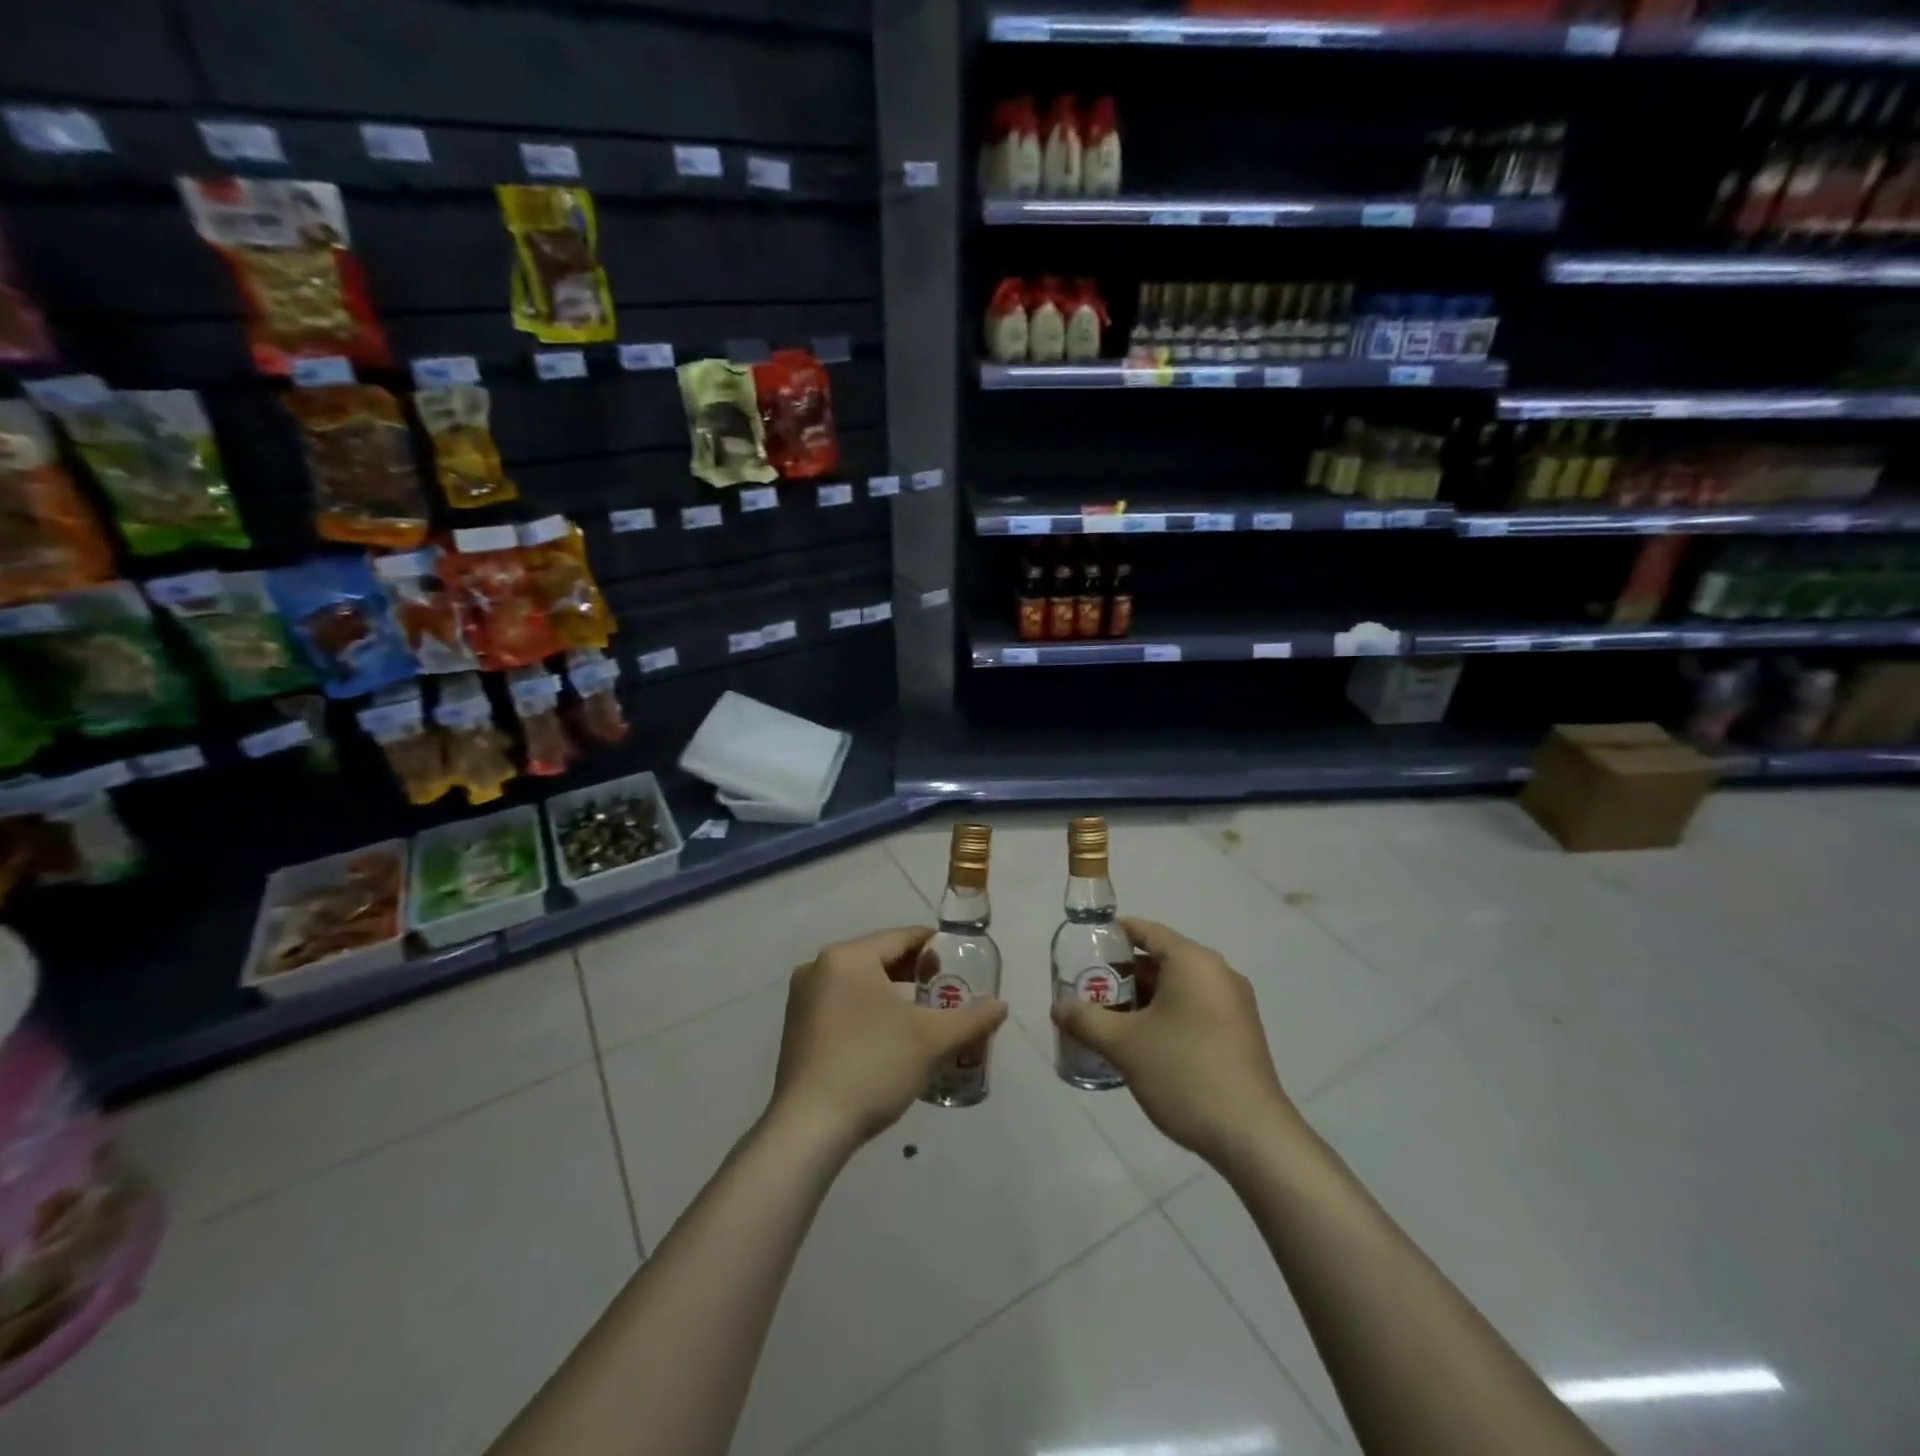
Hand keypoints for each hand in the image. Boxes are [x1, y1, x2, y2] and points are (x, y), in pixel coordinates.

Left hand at [771, 927, 1009, 1148]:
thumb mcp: (930, 1040)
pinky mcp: (798, 1028)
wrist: (809, 1129)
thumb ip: (971, 1019)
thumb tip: (1001, 1006)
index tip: (963, 963)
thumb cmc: (872, 1066)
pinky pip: (844, 1005)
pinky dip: (871, 1011)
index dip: (936, 947)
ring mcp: (803, 998)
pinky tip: (893, 1037)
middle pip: (880, 959)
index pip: (902, 937)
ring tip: (927, 1017)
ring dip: (895, 996)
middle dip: (917, 975)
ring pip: (862, 984)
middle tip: (950, 993)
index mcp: (847, 957)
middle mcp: (819, 967)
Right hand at [1052, 917, 1300, 1169]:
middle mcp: (1218, 974)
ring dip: (1143, 1000)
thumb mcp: (1125, 1045)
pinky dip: (1166, 1016)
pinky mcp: (1239, 1034)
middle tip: (1088, 989)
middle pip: (1162, 960)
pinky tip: (1142, 1044)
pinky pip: (1194, 1009)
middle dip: (1123, 974)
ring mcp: (1234, 1005)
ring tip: (1107, 1019)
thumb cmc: (1185, 1073)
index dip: (1114, 934)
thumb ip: (1086, 1020)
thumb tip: (1057, 1006)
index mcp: (1194, 962)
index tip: (1085, 944)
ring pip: (1178, 988)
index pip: (1148, 931)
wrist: (1253, 1137)